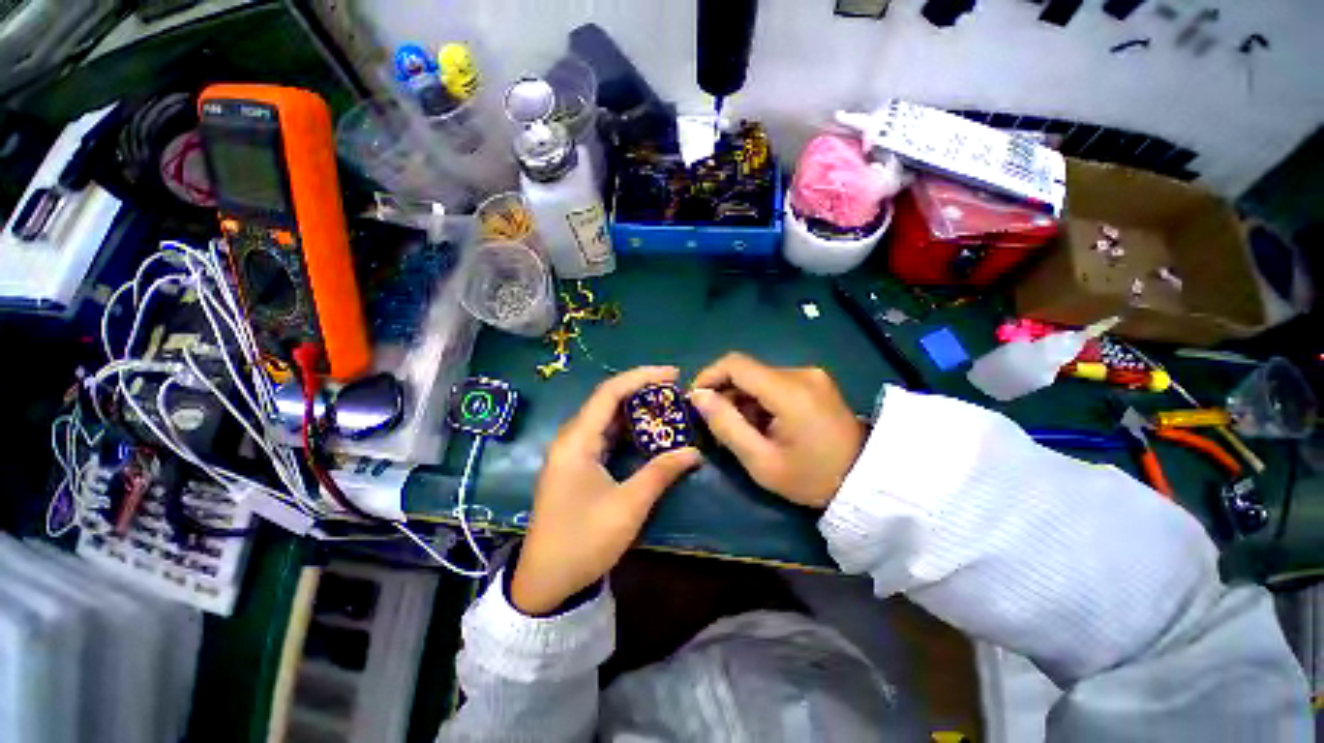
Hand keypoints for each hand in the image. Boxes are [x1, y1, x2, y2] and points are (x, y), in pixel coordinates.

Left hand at [511, 367, 701, 615]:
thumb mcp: (628, 506)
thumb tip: (694, 451)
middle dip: (641, 391)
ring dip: (636, 411)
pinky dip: (627, 430)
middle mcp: (571, 438)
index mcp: (577, 441)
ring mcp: (572, 451)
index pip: (610, 393)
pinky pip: (604, 436)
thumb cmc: (584, 541)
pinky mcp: (576, 464)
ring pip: (606, 418)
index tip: (673, 374)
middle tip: (675, 391)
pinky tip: (648, 433)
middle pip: (607, 400)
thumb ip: (661, 473)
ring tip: (667, 407)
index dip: (641, 377)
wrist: (546, 581)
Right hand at [689, 353, 864, 508]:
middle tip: (717, 426)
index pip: (735, 364)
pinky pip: (775, 383)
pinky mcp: (815, 382)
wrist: (867, 482)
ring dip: (742, 399)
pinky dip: (759, 400)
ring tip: (741, 430)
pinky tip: (762, 425)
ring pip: (759, 378)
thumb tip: (698, 396)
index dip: (709, 376)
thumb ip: (726, 425)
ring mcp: (811, 375)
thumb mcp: (761, 461)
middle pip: (747, 371)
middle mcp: (800, 373)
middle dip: (725, 394)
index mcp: (789, 390)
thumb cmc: (812, 478)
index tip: (696, 400)